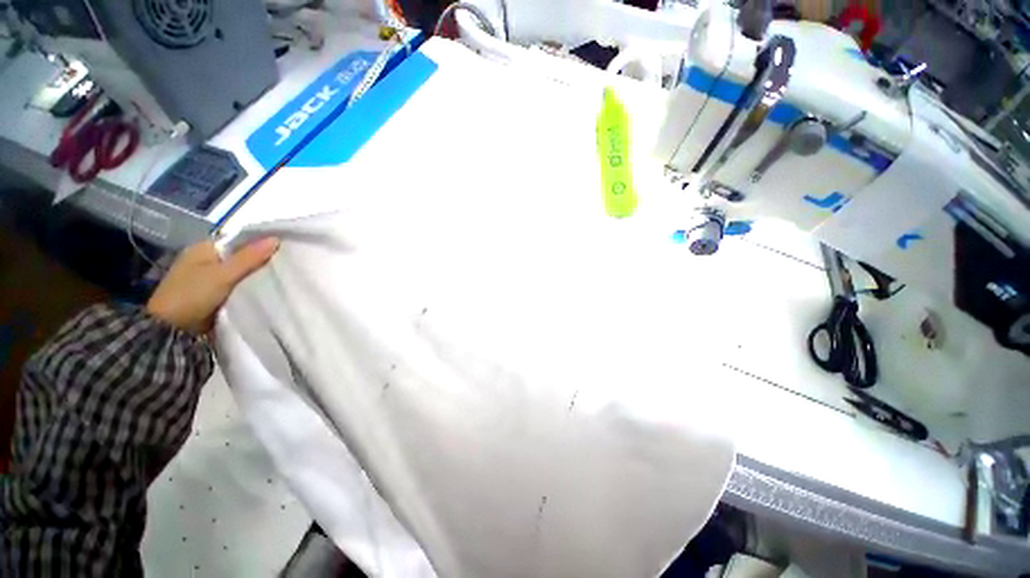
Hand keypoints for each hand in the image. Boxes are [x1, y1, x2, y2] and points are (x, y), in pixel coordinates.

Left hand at [146, 238, 278, 333]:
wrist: (171, 330)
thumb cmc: (192, 295)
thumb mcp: (223, 274)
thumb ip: (249, 257)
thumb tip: (276, 238)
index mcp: (204, 248)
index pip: (239, 239)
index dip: (260, 242)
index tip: (284, 248)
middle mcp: (207, 259)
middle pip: (241, 255)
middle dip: (261, 260)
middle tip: (287, 263)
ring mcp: (210, 277)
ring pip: (241, 271)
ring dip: (257, 274)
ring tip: (283, 275)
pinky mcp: (215, 293)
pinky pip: (239, 284)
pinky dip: (250, 285)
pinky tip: (266, 287)